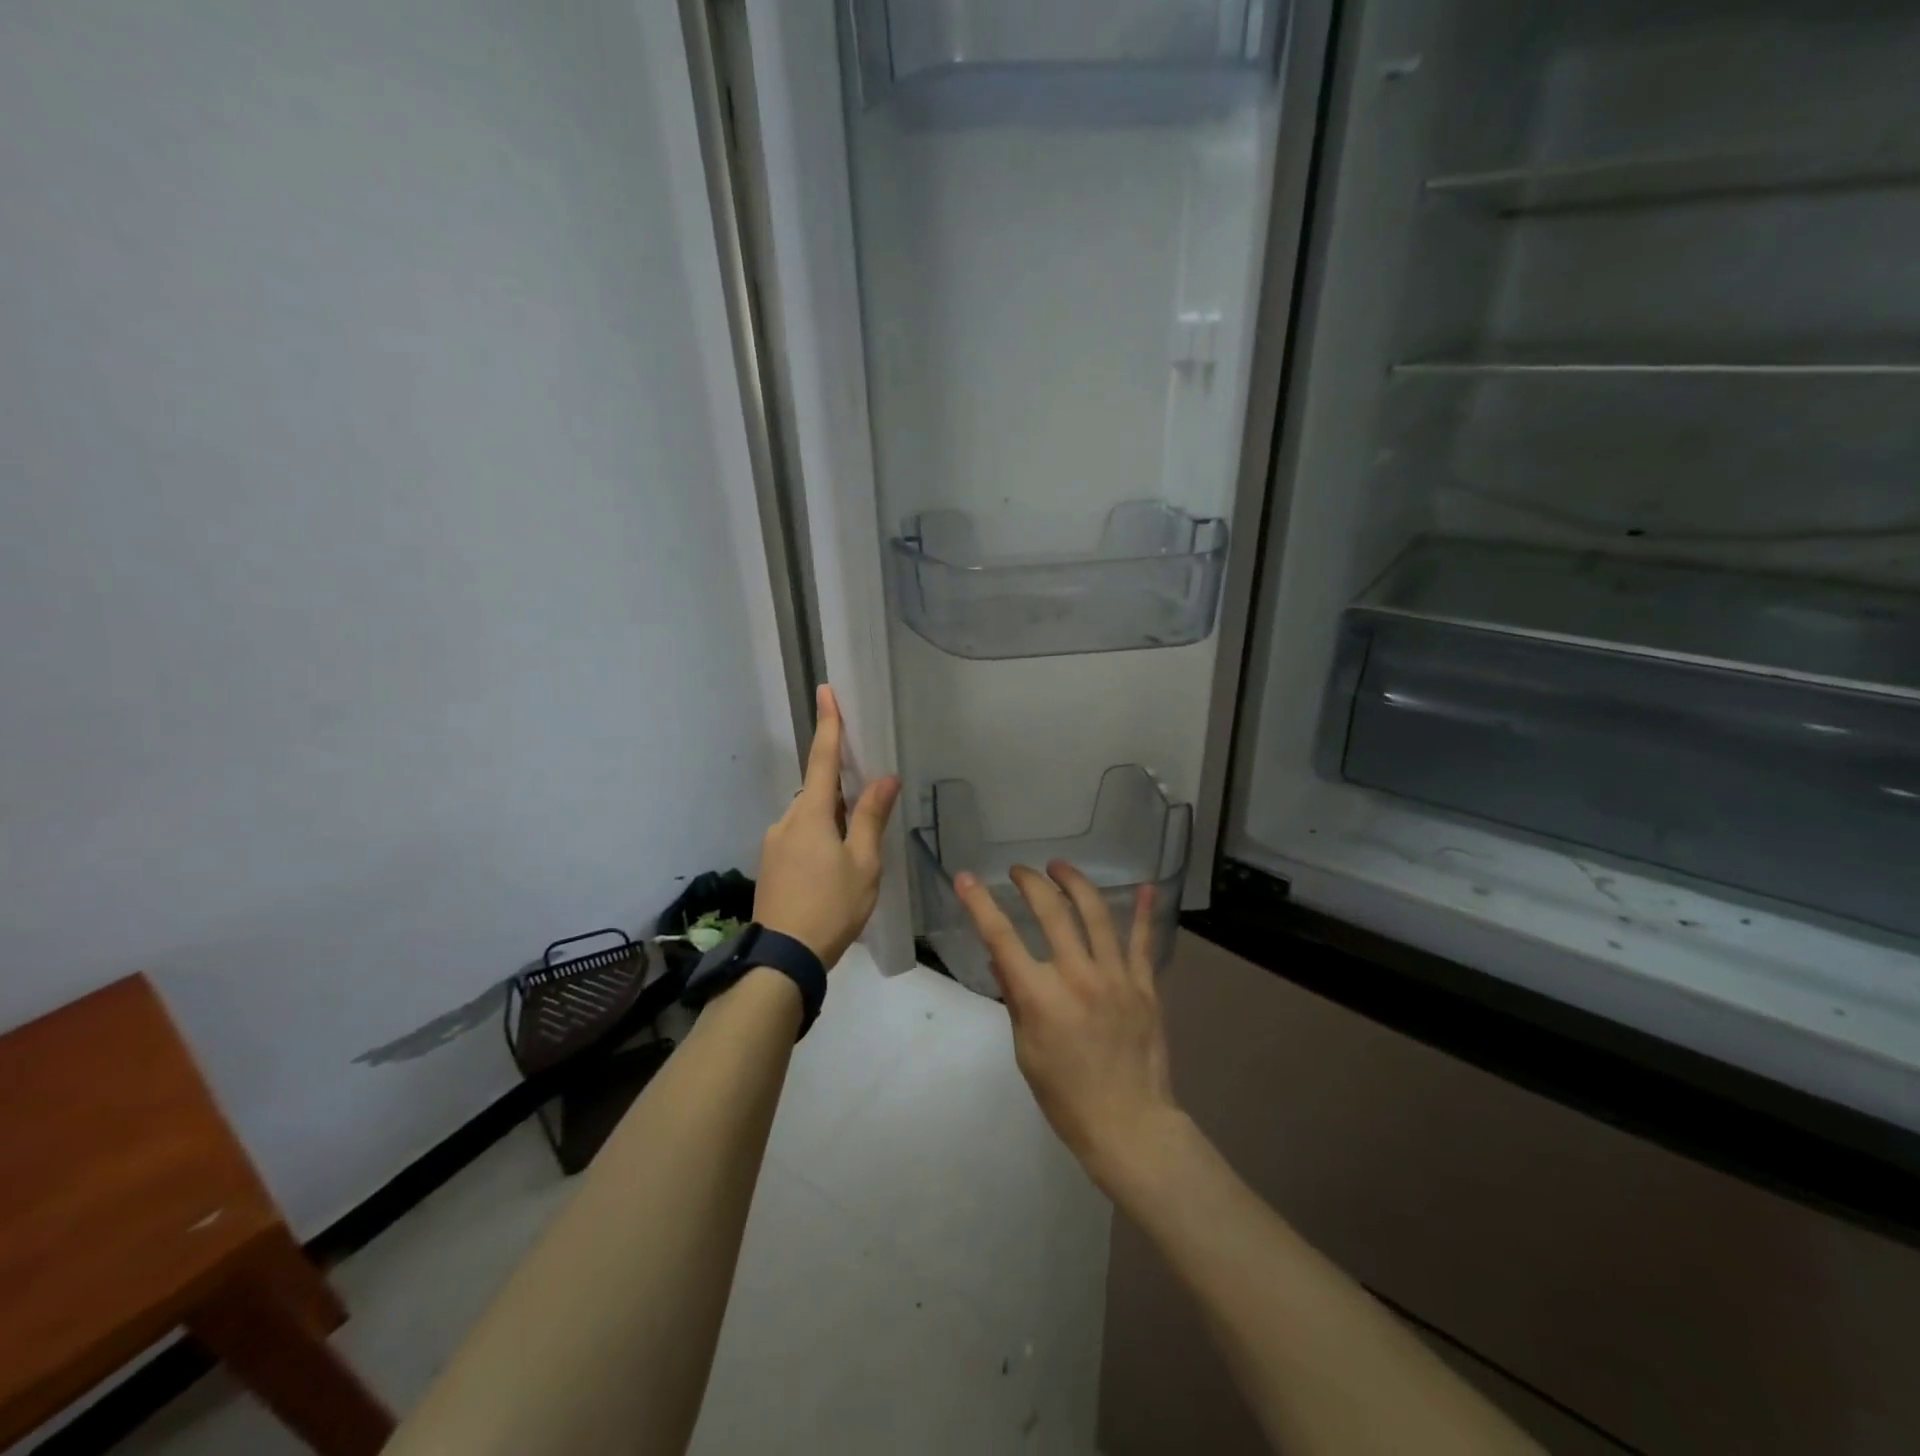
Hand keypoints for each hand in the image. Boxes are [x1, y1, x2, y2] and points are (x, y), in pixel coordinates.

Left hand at [754, 685, 900, 969]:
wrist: (783, 958)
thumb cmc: (831, 907)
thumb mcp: (863, 863)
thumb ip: (871, 817)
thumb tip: (884, 778)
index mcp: (810, 814)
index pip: (821, 758)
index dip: (828, 725)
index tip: (826, 692)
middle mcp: (786, 821)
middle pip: (818, 792)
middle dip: (841, 793)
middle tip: (866, 812)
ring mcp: (774, 844)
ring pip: (809, 819)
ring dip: (832, 823)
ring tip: (854, 857)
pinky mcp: (771, 865)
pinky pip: (799, 838)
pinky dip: (820, 840)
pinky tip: (833, 872)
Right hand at [954, 861, 1181, 1192]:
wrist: (1129, 1124)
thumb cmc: (1066, 1096)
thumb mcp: (1026, 1051)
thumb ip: (1016, 999)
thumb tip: (1002, 961)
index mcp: (1040, 997)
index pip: (1001, 938)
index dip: (980, 904)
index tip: (966, 877)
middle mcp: (1077, 976)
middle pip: (1052, 912)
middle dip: (1031, 883)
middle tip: (1019, 871)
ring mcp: (1115, 977)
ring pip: (1097, 915)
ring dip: (1075, 883)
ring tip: (1060, 867)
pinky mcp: (1144, 986)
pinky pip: (1144, 942)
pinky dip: (1145, 913)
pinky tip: (1146, 887)